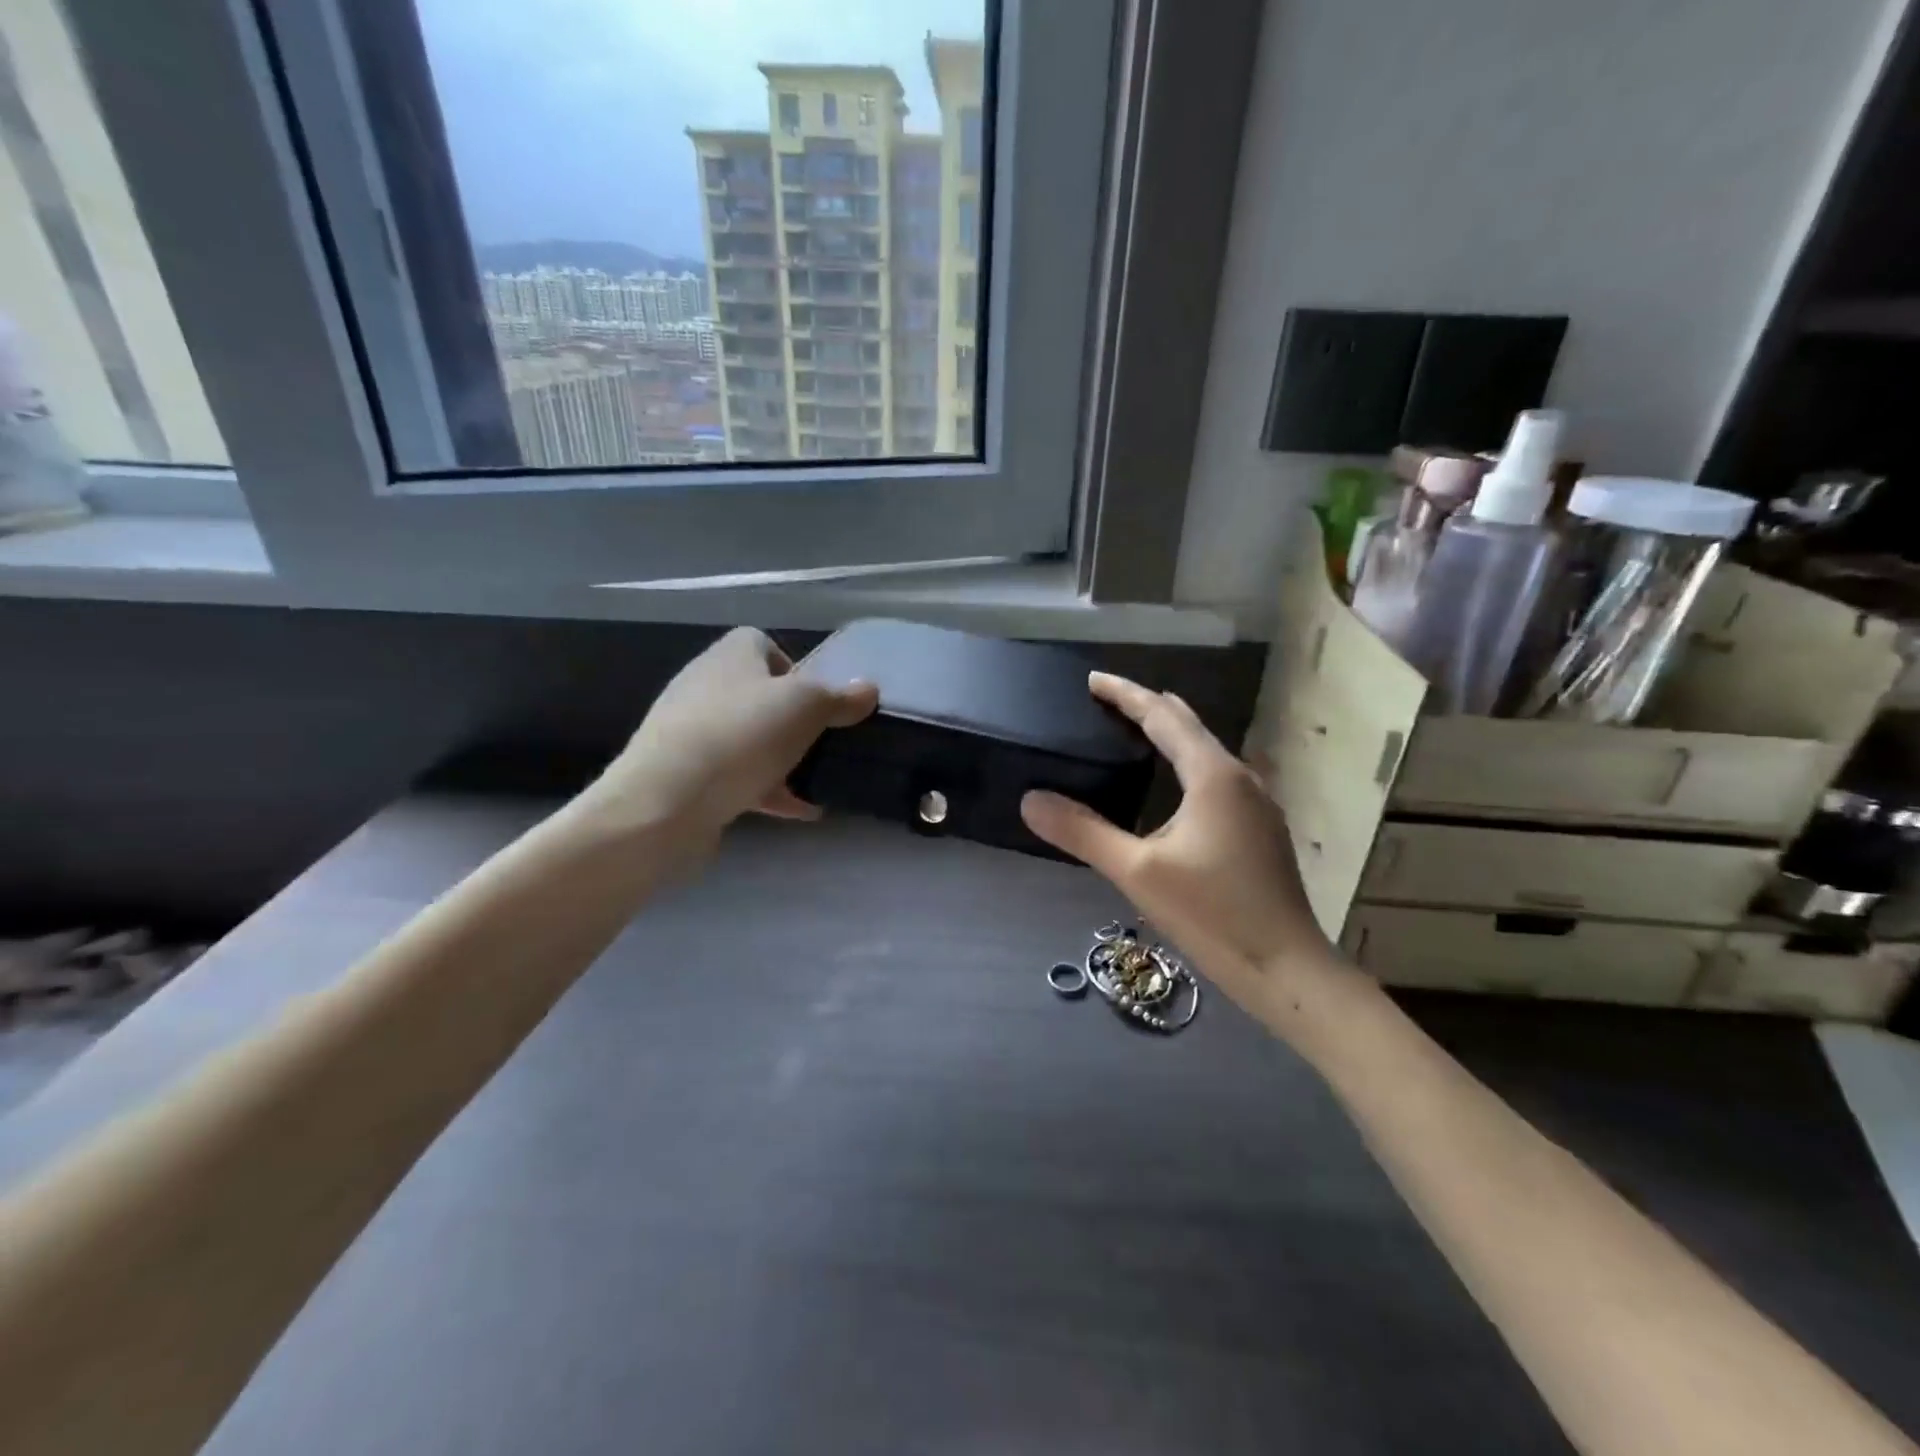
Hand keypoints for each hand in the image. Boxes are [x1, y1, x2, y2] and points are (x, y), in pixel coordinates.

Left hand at [581, 627, 876, 848]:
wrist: (666, 802)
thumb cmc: (742, 737)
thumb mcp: (806, 708)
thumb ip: (840, 698)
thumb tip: (868, 689)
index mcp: (730, 656)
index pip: (762, 643)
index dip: (794, 667)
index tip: (818, 700)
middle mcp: (705, 685)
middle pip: (758, 694)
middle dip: (793, 719)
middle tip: (821, 742)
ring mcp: (690, 732)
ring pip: (748, 738)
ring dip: (782, 757)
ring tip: (816, 780)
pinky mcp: (685, 774)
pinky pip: (736, 776)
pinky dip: (767, 789)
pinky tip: (799, 811)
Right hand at [1020, 672, 1340, 1020]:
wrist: (1288, 972)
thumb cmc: (1213, 915)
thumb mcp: (1137, 872)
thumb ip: (1083, 832)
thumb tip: (1031, 800)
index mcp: (1212, 775)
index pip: (1162, 716)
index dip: (1124, 694)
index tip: (1091, 680)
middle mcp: (1240, 777)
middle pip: (1188, 726)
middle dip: (1146, 708)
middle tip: (1104, 704)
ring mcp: (1256, 804)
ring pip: (1205, 752)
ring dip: (1168, 736)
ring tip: (1131, 735)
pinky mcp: (1260, 829)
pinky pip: (1215, 777)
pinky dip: (1184, 764)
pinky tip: (1169, 787)